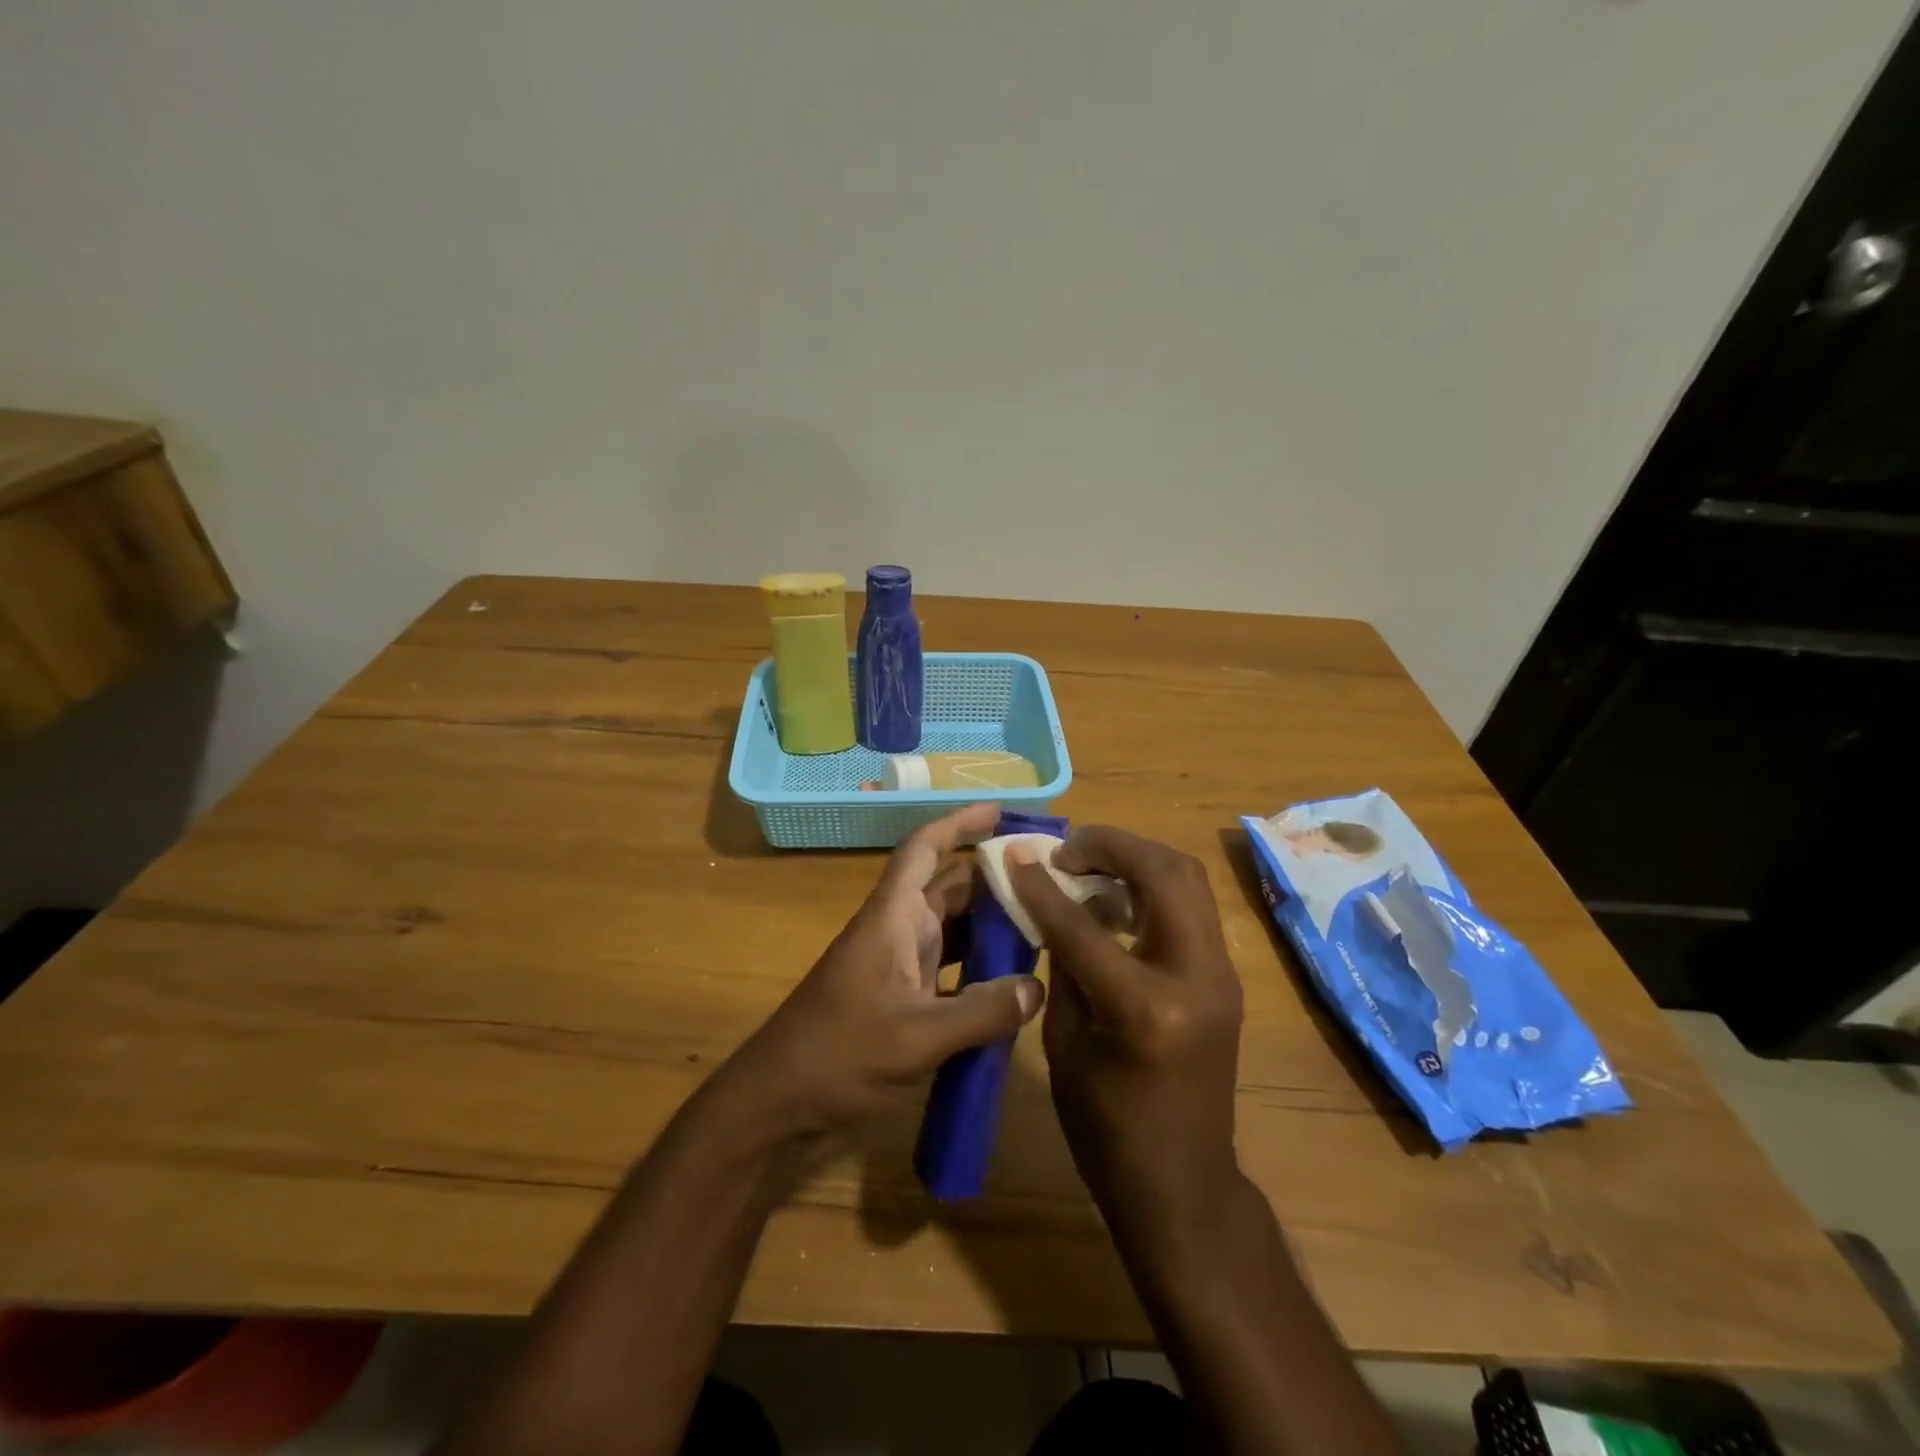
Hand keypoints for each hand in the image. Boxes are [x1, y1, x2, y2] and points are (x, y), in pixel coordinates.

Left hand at [718, 803, 1045, 1144]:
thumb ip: (982, 1012)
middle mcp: (898, 928)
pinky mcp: (902, 995)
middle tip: (1050, 879)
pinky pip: (951, 964)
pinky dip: (981, 964)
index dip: (959, 823)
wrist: (778, 1101)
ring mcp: (899, 963)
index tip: (1002, 811)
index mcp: (893, 917)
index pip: (925, 848)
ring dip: (992, 923)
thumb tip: (1038, 988)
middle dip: (995, 878)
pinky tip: (1015, 981)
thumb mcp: (918, 1036)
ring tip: (1046, 923)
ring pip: (954, 926)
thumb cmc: (839, 1054)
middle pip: (951, 886)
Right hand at [1009, 827, 1243, 1244]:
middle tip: (1066, 851)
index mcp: (1145, 1009)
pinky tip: (1119, 899)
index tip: (1015, 856)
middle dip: (1111, 846)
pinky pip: (1192, 907)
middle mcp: (1197, 978)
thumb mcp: (1064, 1045)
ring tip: (1090, 865)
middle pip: (1164, 872)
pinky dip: (1155, 886)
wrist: (1183, 1186)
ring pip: (1189, 878)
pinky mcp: (1227, 977)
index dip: (1042, 885)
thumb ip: (1064, 964)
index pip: (1084, 924)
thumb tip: (1055, 904)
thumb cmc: (1107, 1130)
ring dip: (1138, 858)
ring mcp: (1223, 974)